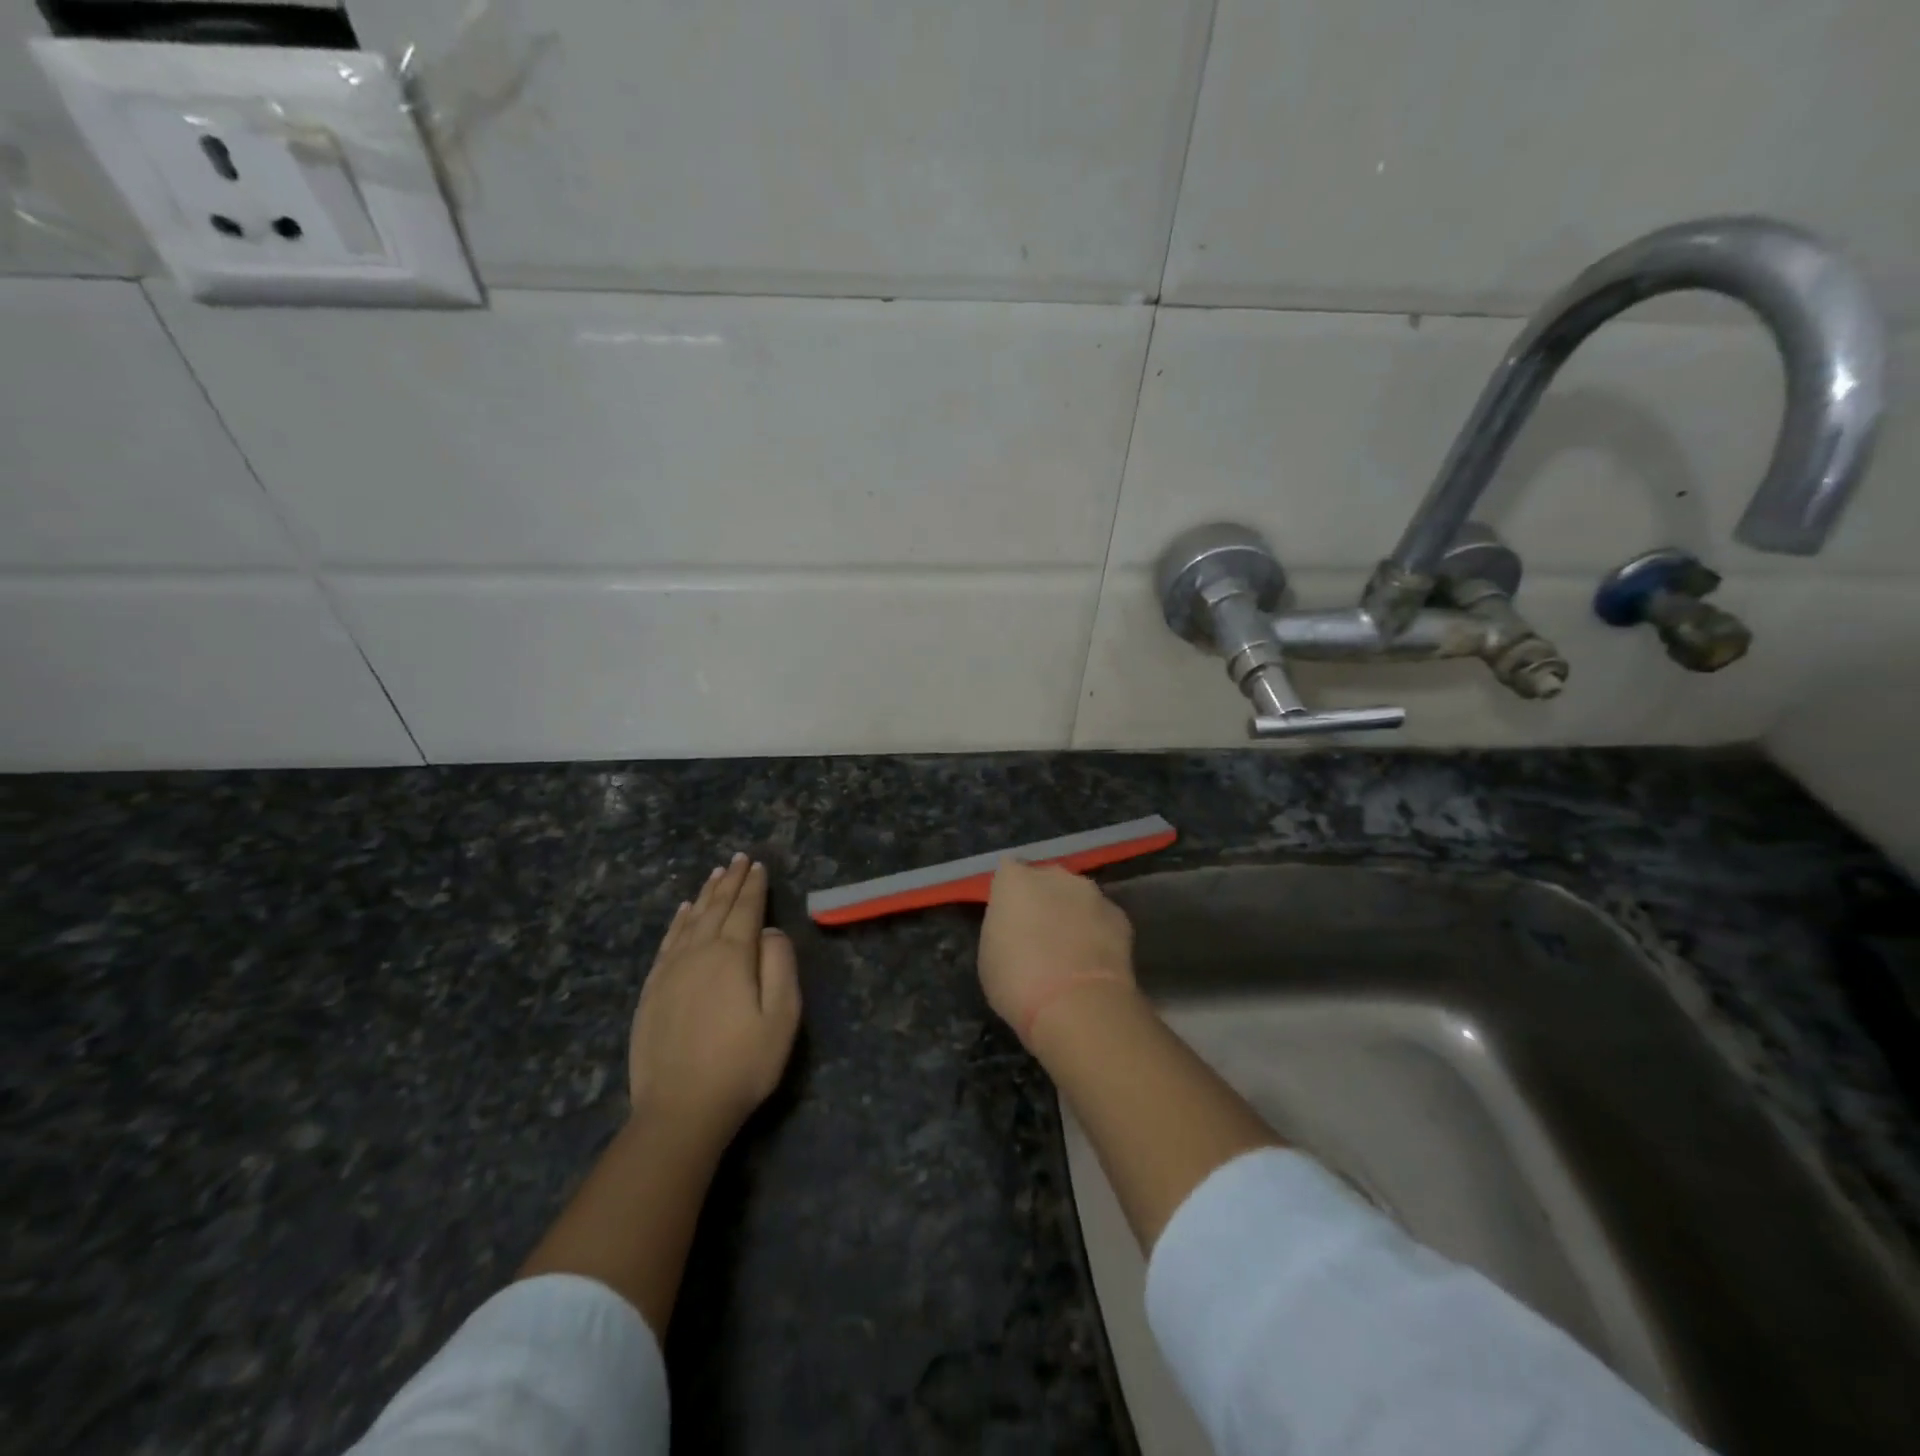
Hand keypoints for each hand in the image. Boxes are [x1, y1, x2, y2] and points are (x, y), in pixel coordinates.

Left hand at [630, 855, 801, 1142]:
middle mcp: (699, 953)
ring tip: (716, 874)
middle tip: (738, 859)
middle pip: (717, 908)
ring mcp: (670, 971)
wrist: (680, 1110)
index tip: (759, 865)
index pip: (746, 910)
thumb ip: (780, 966)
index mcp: (733, 956)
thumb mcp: (782, 1017)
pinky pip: (667, 942)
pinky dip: (678, 921)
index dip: (754, 887)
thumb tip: (771, 931)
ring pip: (691, 920)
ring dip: (705, 895)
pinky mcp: (652, 990)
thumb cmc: (743, 1064)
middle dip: (731, 882)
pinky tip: (684, 911)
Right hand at [978, 859, 1136, 1046]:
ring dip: (1074, 915)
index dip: (1010, 894)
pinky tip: (1094, 962)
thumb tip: (1017, 927)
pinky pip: (1102, 919)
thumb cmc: (1017, 982)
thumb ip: (1004, 928)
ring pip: (1078, 897)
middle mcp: (1054, 875)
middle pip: (1047, 879)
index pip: (1008, 871)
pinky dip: (1098, 933)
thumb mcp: (990, 954)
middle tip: (1039, 934)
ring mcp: (1092, 893)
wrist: (1077, 1004)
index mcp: (1014, 880)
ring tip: (1071, 951)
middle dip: (1044, 899)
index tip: (1009, 917)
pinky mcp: (1120, 916)